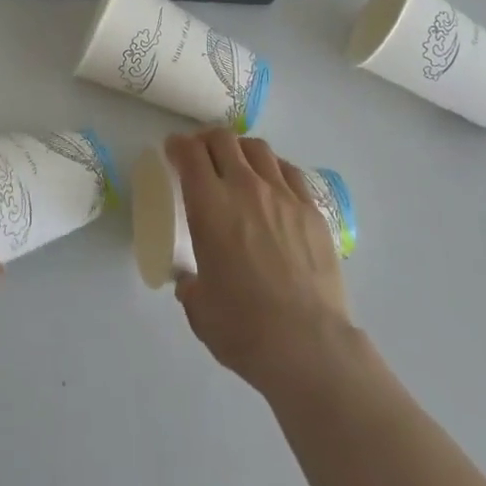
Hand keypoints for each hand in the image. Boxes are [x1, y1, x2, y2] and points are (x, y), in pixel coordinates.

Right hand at [167, 129, 355, 393]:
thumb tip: (189, 280)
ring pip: (258, 149)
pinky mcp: (311, 210)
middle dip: (207, 140)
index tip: (173, 150)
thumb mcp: (199, 309)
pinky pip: (289, 172)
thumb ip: (190, 286)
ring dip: (241, 149)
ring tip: (237, 163)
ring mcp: (282, 195)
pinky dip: (274, 168)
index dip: (178, 145)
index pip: (190, 153)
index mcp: (209, 205)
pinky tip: (273, 183)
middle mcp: (244, 187)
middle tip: (201, 153)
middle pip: (223, 140)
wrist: (308, 345)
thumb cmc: (244, 328)